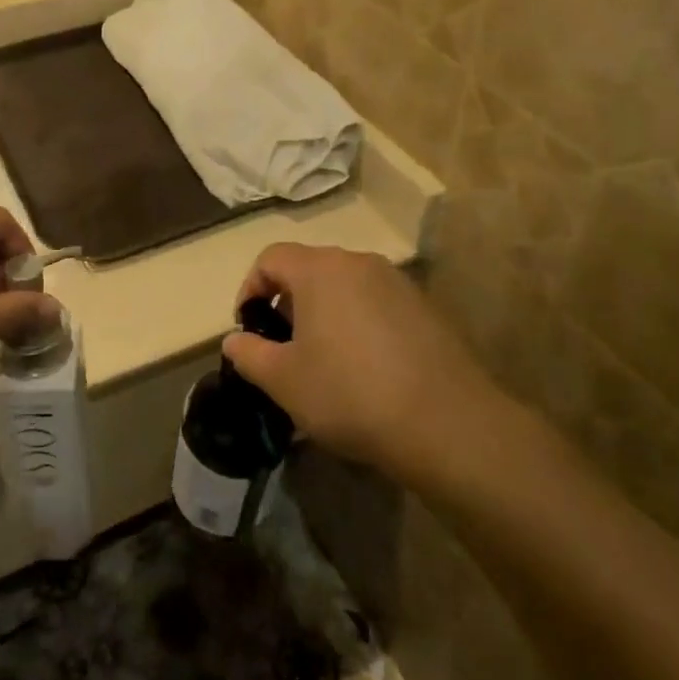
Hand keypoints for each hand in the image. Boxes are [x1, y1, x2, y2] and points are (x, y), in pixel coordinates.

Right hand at [223, 244, 505, 476]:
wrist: (444, 422)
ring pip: (344, 285)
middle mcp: (359, 262)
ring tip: (322, 358)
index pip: (271, 257)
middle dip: (287, 302)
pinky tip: (364, 367)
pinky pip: (375, 303)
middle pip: (310, 268)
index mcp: (320, 270)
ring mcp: (397, 282)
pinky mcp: (424, 307)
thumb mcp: (283, 380)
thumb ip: (248, 354)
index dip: (250, 288)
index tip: (248, 327)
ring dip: (323, 312)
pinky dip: (358, 322)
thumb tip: (234, 340)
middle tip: (282, 346)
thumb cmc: (348, 393)